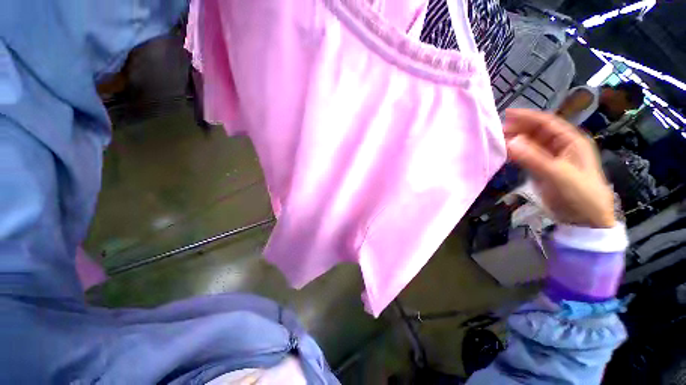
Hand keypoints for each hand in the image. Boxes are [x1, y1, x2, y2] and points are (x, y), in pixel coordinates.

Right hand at [504, 109, 615, 228]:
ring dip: (522, 144)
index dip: (527, 117)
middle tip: (501, 131)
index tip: (507, 115)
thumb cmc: (581, 195)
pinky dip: (525, 158)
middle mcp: (565, 146)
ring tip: (503, 142)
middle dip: (522, 130)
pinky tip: (513, 156)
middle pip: (541, 133)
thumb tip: (509, 142)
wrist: (591, 224)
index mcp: (572, 139)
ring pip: (538, 147)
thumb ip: (534, 158)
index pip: (547, 122)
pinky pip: (537, 162)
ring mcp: (559, 161)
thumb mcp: (558, 175)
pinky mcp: (553, 175)